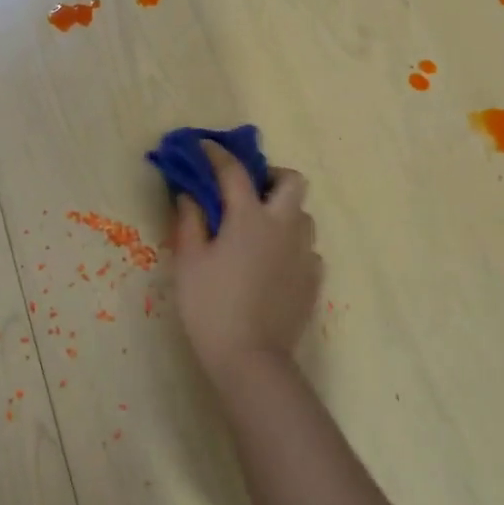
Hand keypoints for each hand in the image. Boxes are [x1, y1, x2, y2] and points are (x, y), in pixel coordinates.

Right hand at [170, 143, 322, 378]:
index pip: (234, 172)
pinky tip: (272, 264)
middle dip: (270, 176)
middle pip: (292, 181)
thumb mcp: (189, 262)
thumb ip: (190, 221)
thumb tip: (189, 194)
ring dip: (283, 211)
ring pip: (303, 215)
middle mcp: (284, 226)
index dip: (217, 154)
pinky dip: (290, 245)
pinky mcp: (313, 278)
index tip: (203, 146)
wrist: (250, 358)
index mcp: (250, 218)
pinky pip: (307, 248)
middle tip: (247, 191)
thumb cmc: (210, 306)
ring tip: (258, 230)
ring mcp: (304, 252)